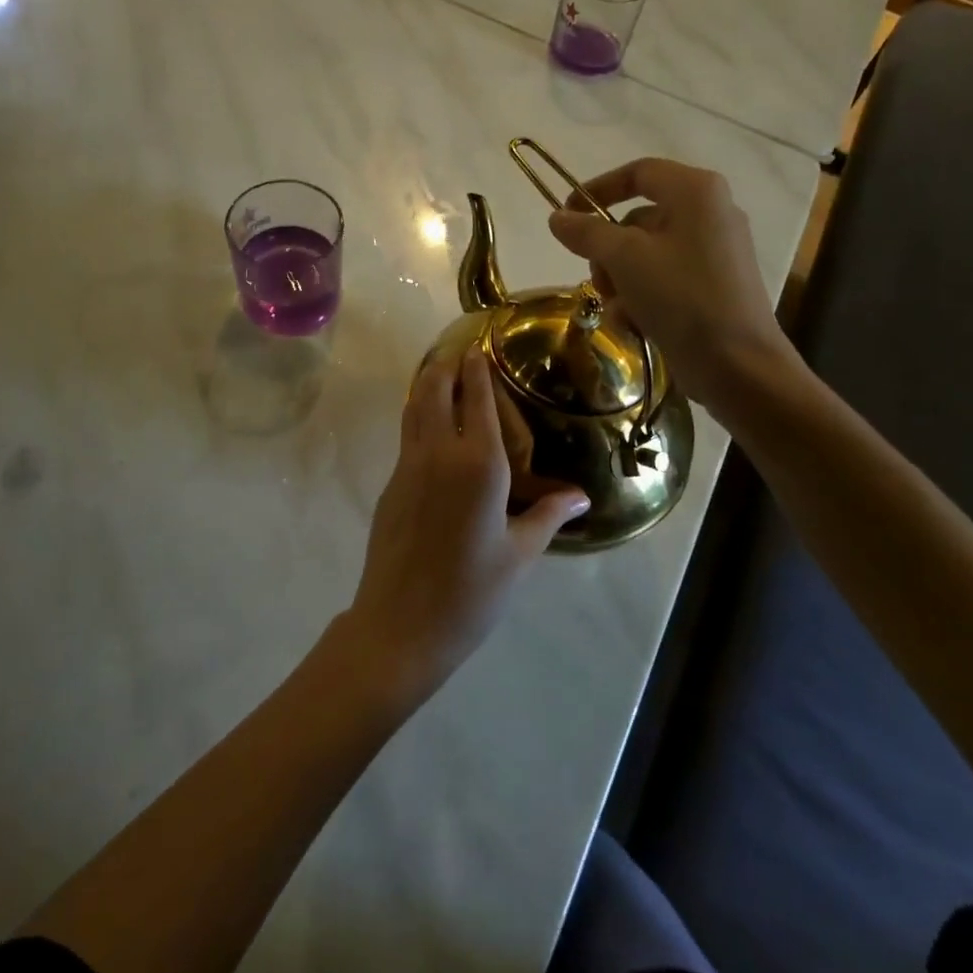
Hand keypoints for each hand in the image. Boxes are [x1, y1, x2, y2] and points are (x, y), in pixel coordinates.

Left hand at [345, 348, 589, 701]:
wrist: (400, 625)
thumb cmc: (471, 592)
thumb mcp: (519, 555)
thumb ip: (547, 515)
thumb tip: (581, 495)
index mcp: (479, 465)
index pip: (478, 401)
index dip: (478, 370)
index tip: (480, 347)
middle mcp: (440, 453)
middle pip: (436, 391)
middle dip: (446, 366)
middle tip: (459, 351)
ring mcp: (409, 467)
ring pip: (414, 408)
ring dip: (426, 384)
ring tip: (439, 372)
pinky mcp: (391, 484)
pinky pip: (407, 435)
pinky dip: (417, 414)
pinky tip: (428, 424)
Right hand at [547, 158, 799, 413]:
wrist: (737, 365)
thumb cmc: (682, 297)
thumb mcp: (625, 259)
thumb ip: (587, 232)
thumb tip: (557, 217)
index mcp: (696, 192)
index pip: (638, 172)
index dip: (597, 189)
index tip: (566, 214)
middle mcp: (709, 214)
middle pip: (637, 220)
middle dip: (608, 253)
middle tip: (595, 279)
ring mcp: (713, 253)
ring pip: (645, 256)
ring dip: (620, 282)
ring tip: (617, 310)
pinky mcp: (713, 288)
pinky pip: (664, 280)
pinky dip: (642, 299)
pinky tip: (635, 325)